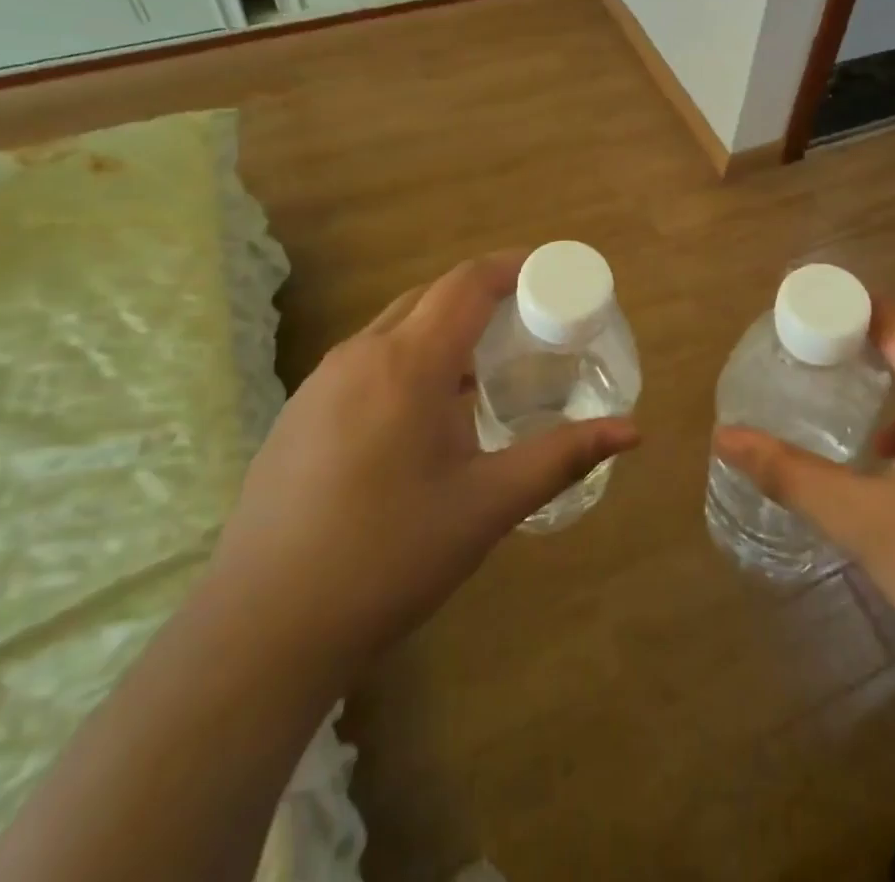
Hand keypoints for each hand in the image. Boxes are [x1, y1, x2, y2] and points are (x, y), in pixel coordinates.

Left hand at [213, 253, 640, 668]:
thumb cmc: (388, 558)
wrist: (262, 628)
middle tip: (528, 322)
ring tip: (484, 367)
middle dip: (482, 296)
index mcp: (407, 364)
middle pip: (431, 296)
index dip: (511, 267)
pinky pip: (367, 359)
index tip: (549, 273)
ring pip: (395, 326)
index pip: (466, 284)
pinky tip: (424, 413)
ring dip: (443, 329)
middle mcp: (360, 355)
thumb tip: (631, 431)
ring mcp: (321, 382)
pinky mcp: (300, 412)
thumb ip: (561, 457)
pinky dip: (408, 358)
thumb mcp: (486, 506)